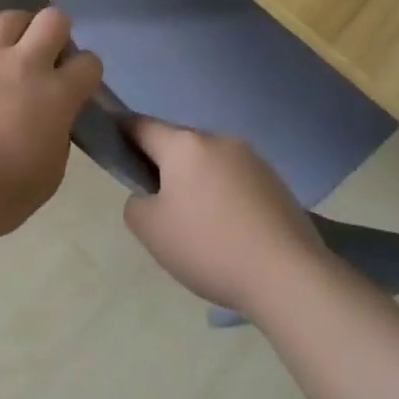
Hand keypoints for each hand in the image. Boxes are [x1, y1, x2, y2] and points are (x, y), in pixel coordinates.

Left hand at [0, 0, 102, 238]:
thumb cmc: (1, 194)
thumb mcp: (52, 172)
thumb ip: (60, 131)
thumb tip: (57, 113)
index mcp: (58, 96)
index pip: (89, 64)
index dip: (87, 73)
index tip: (78, 86)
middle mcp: (27, 64)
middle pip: (54, 22)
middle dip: (59, 35)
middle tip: (49, 58)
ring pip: (14, 16)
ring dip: (24, 25)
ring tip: (20, 40)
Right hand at [121, 117, 326, 315]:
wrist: (286, 273)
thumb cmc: (208, 246)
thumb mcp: (151, 231)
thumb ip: (136, 204)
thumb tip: (149, 195)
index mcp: (184, 144)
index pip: (142, 125)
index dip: (122, 130)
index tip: (112, 141)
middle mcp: (218, 139)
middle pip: (178, 144)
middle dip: (164, 165)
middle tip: (158, 205)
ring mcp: (251, 157)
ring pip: (209, 162)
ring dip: (197, 181)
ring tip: (199, 226)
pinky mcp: (274, 180)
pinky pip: (235, 179)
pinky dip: (224, 195)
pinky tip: (229, 231)